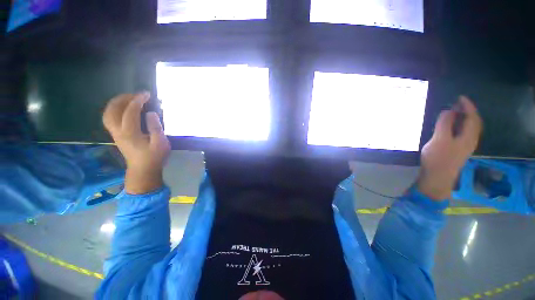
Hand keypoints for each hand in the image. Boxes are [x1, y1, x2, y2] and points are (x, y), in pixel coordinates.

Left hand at [103, 93, 170, 193]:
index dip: (138, 100)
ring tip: (128, 99)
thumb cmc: (154, 157)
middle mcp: (118, 131)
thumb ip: (156, 127)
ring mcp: (115, 134)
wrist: (143, 170)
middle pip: (113, 110)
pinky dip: (114, 110)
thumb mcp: (160, 143)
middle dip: (123, 99)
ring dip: (116, 103)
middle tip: (136, 95)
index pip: (130, 111)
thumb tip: (151, 113)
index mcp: (130, 132)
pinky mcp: (116, 136)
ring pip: (108, 114)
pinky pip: (110, 119)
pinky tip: (124, 110)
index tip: (147, 94)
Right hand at [418, 96, 482, 199]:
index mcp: (468, 136)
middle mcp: (470, 140)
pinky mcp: (458, 150)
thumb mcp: (440, 139)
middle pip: (474, 122)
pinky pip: (463, 133)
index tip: (460, 97)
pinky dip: (460, 126)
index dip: (468, 106)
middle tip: (457, 104)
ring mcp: (465, 146)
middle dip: (468, 111)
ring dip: (464, 118)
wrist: (438, 177)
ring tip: (455, 112)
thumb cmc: (438, 158)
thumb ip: (445, 124)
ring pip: (469, 128)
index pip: (472, 117)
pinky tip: (452, 126)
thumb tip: (449, 111)